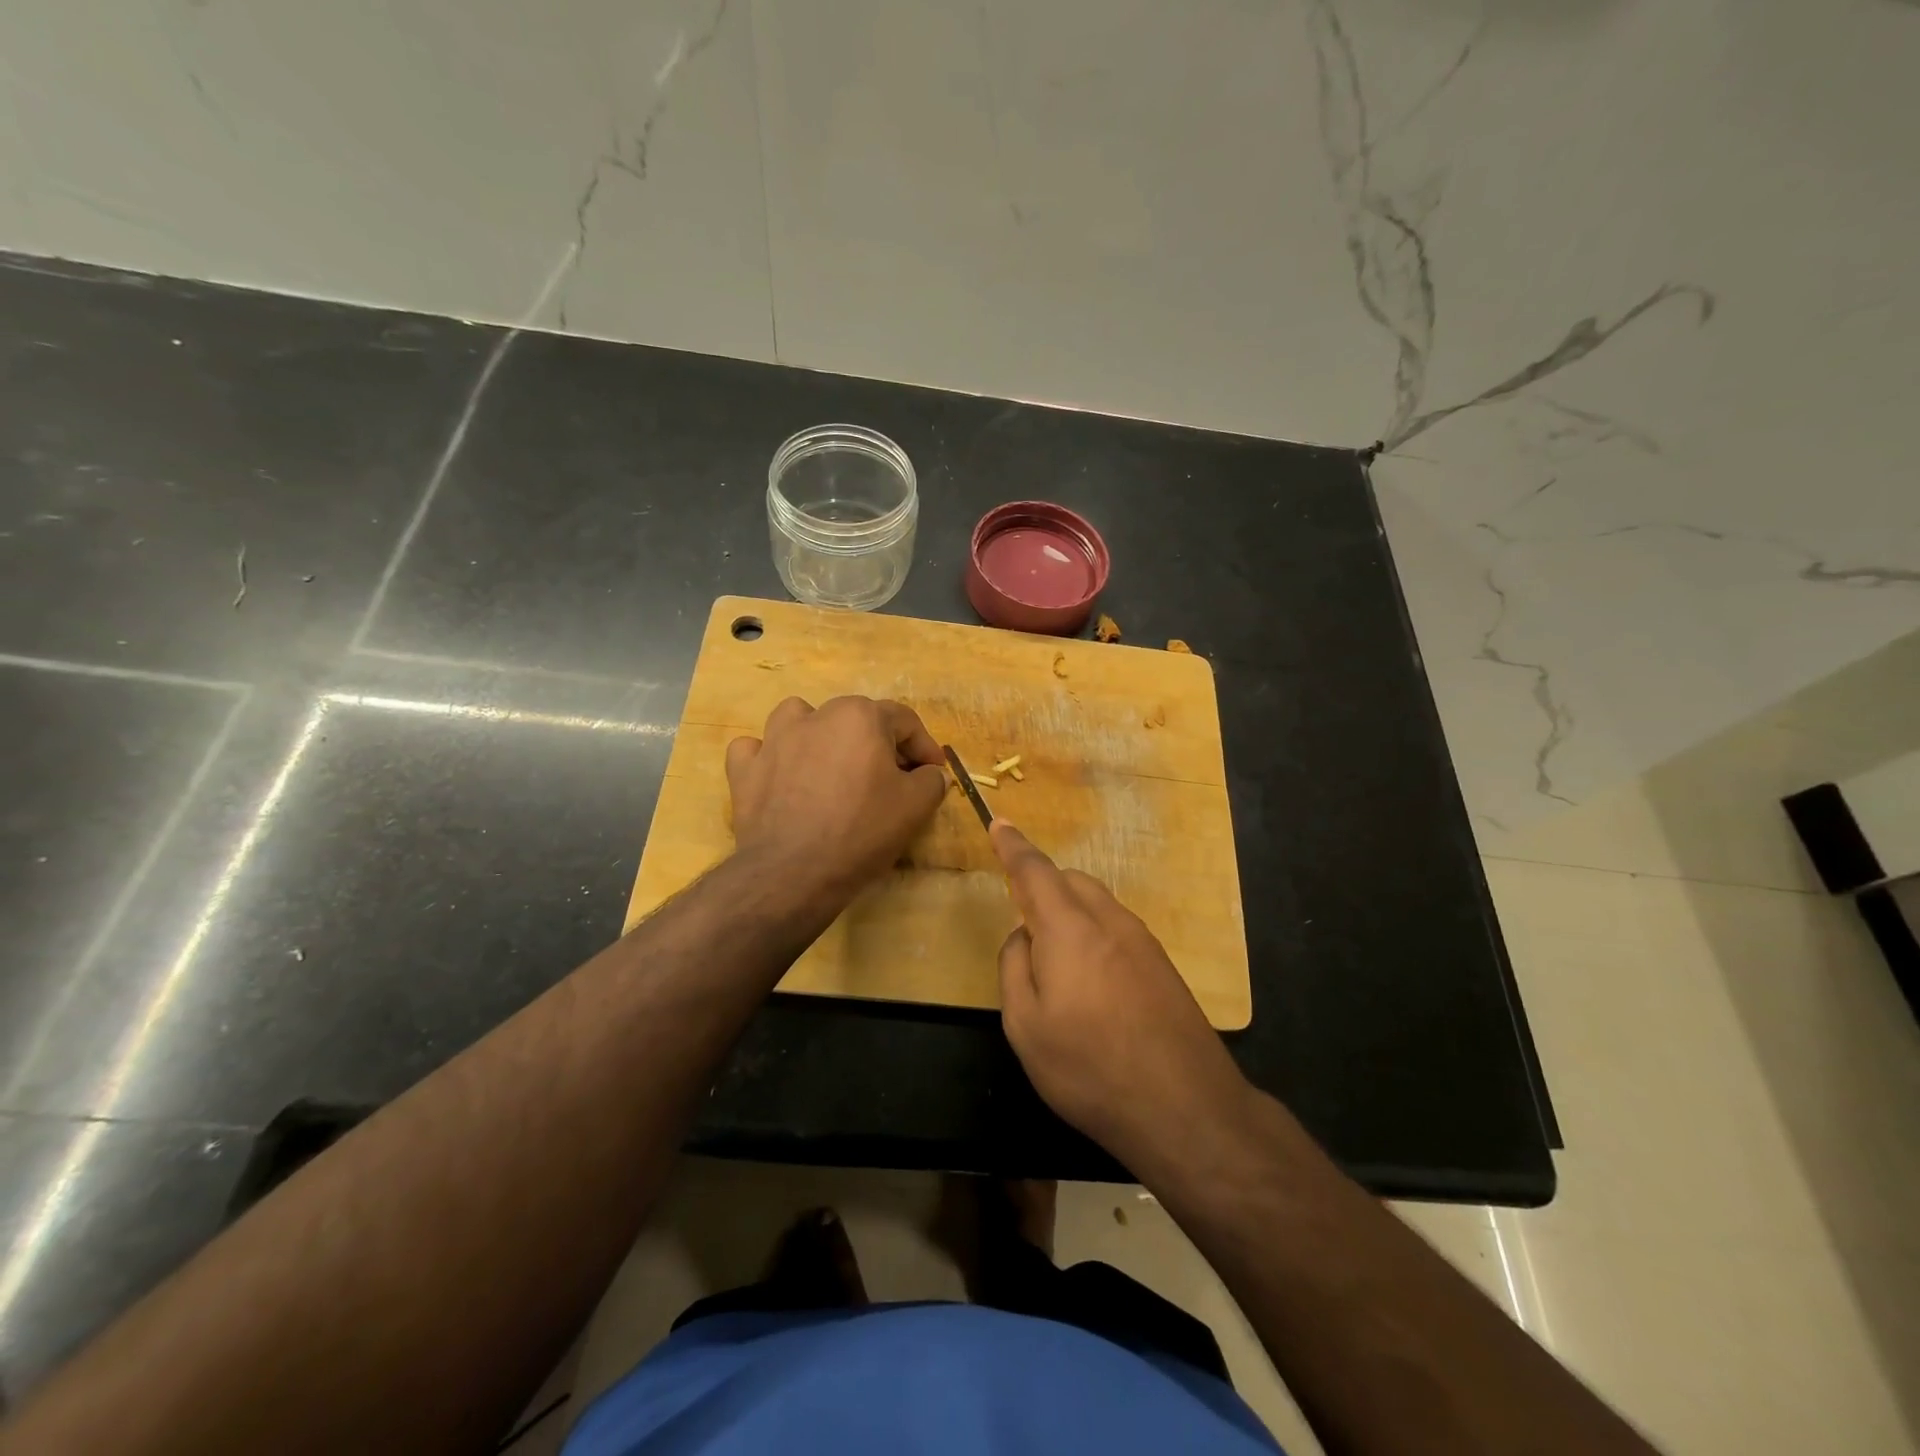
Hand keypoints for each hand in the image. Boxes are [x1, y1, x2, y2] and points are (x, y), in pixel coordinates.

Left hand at [726, 696, 947, 907]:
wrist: (794, 873)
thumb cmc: (862, 831)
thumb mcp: (915, 807)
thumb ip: (931, 780)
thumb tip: (930, 774)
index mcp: (860, 717)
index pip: (904, 720)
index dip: (925, 747)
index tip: (934, 772)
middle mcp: (816, 716)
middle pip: (855, 718)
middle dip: (878, 743)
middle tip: (892, 778)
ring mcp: (774, 740)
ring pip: (800, 719)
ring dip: (818, 734)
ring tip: (830, 764)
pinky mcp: (744, 770)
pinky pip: (755, 750)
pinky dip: (768, 758)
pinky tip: (780, 776)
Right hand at [991, 822, 1250, 1170]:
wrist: (1186, 1107)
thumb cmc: (1090, 1068)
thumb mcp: (1025, 1026)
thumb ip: (1014, 968)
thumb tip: (1023, 936)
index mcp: (1069, 928)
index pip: (1035, 871)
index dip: (1013, 846)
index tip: (999, 824)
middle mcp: (1109, 921)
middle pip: (1071, 881)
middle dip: (1043, 884)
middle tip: (1023, 917)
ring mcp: (1143, 941)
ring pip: (1098, 902)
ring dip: (1071, 909)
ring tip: (1057, 958)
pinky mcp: (1163, 965)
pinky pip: (1118, 927)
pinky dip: (1094, 931)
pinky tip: (1093, 979)